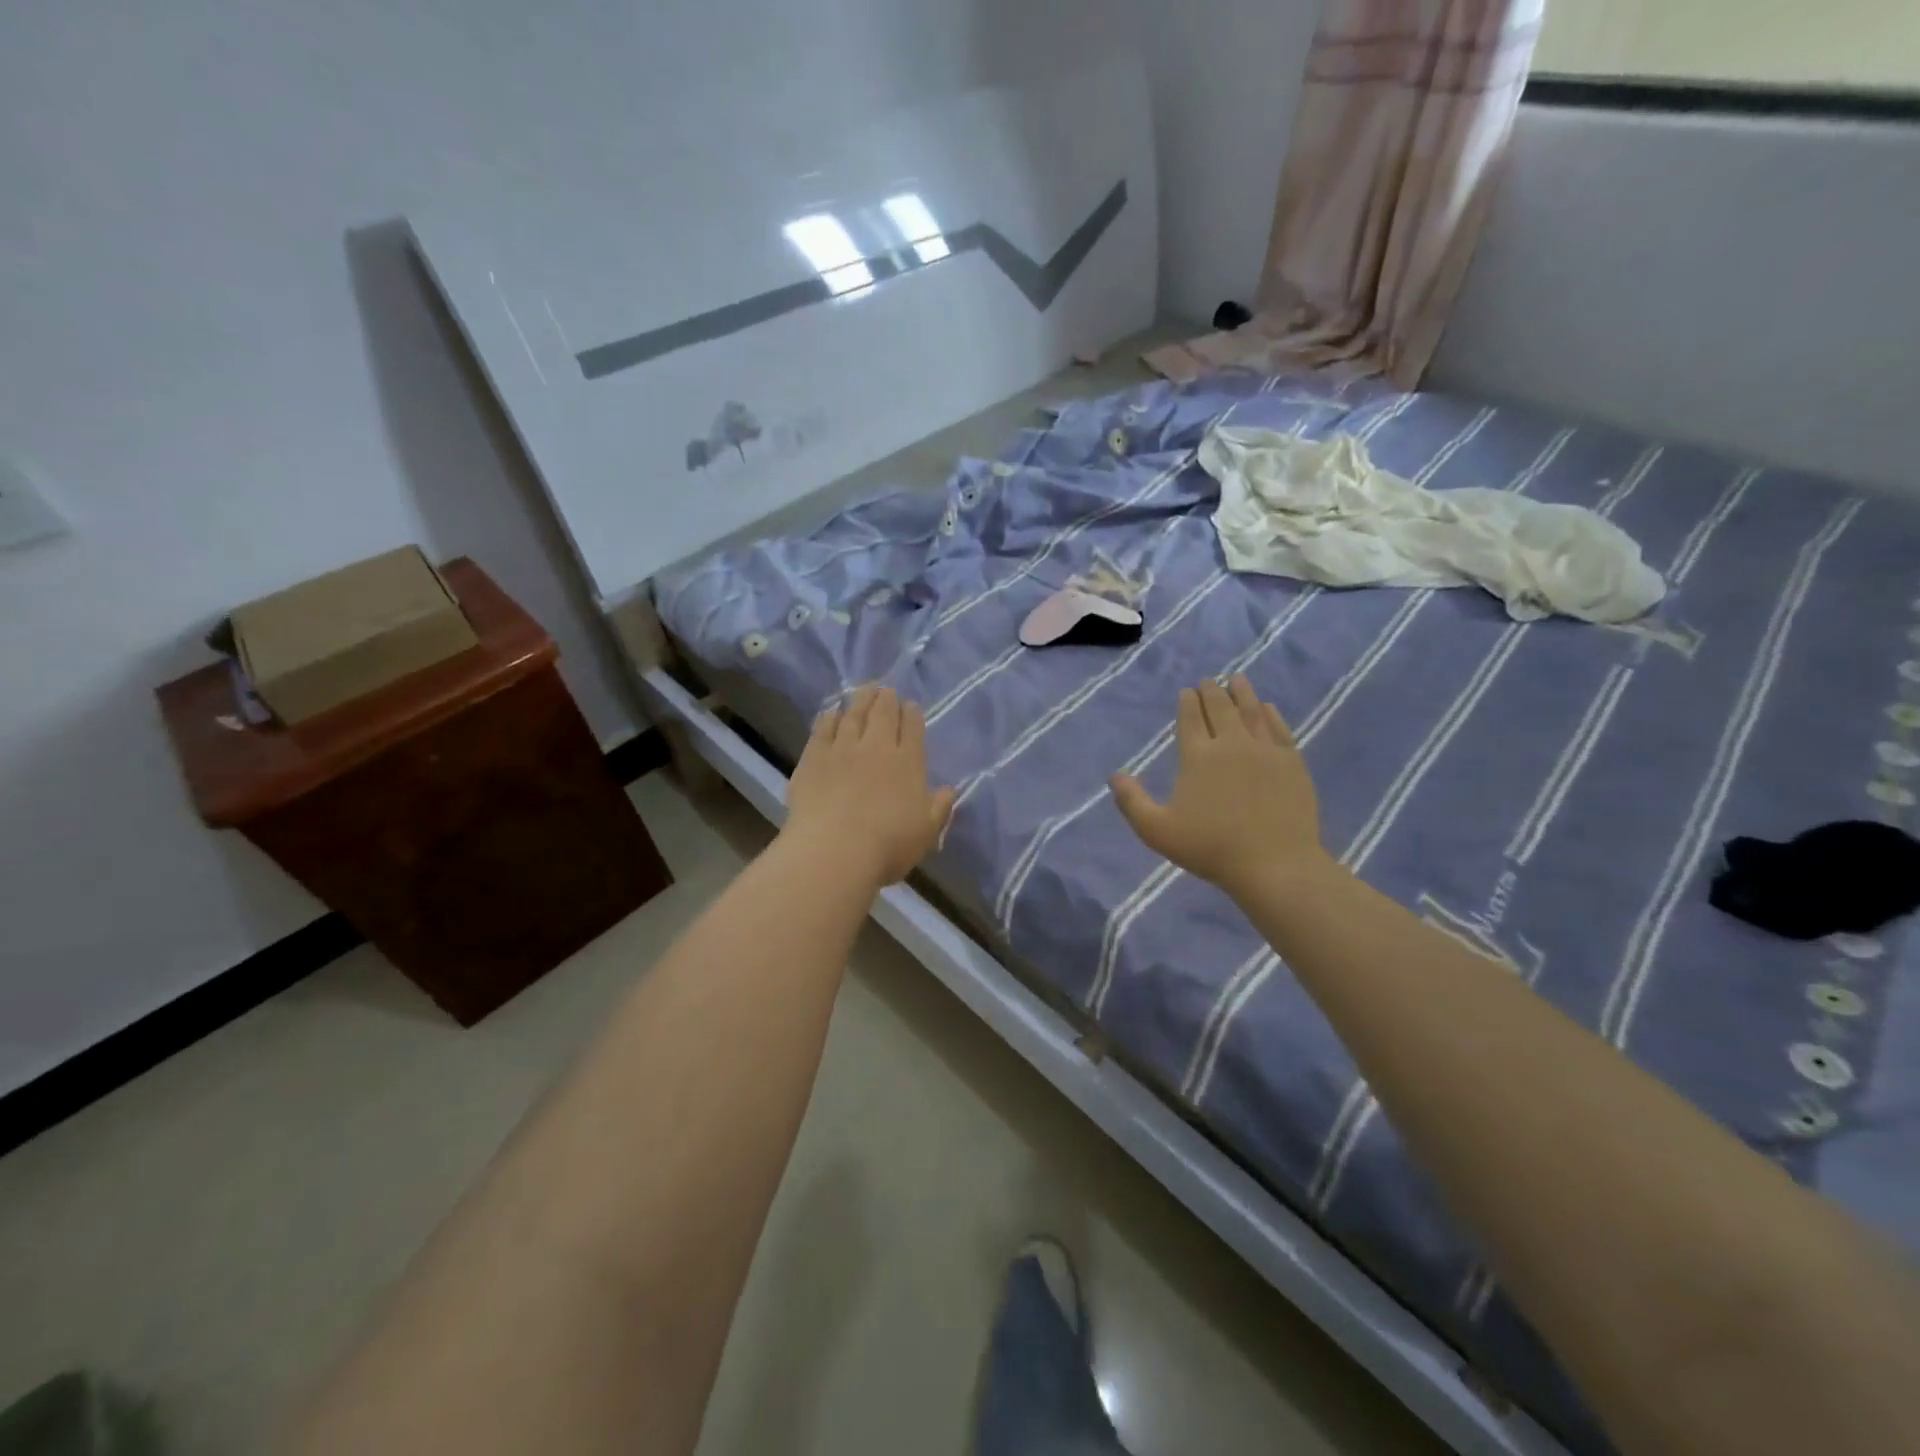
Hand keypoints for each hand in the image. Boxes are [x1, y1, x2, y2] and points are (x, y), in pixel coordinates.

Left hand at [783, 684, 956, 887]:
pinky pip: (822, 729)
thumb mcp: (926, 833)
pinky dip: (829, 718)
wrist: (833, 851)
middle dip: (887, 698)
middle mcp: (877, 747)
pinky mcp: (813, 757)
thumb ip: (939, 808)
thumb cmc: (888, 846)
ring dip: (860, 700)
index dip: (912, 714)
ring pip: (853, 714)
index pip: (912, 727)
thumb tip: (950, 789)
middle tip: (885, 690)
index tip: (910, 706)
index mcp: (908, 762)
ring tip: (863, 690)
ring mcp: (842, 748)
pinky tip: (831, 713)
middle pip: (883, 713)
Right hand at [1111, 676, 1328, 899]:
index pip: (1190, 719)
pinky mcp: (1292, 762)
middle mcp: (1231, 744)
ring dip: (1242, 693)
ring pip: (1251, 711)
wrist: (1275, 864)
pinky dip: (1270, 714)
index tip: (1187, 691)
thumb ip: (1132, 802)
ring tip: (1237, 679)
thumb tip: (1115, 775)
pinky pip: (1279, 728)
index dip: (1187, 702)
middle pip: (1220, 708)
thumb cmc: (1211, 848)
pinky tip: (1267, 707)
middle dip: (1212, 691)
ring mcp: (1265, 751)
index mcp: (1197, 757)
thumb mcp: (1158, 831)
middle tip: (1208, 681)